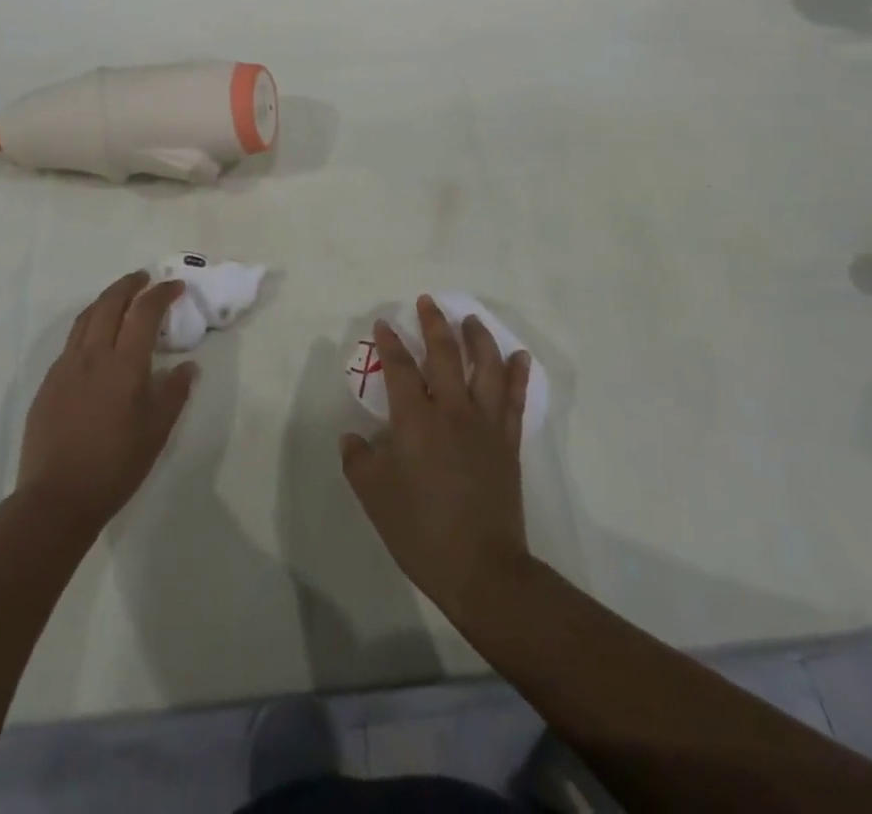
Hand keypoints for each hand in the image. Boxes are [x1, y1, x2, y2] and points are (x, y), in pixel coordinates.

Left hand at [15, 272, 196, 536]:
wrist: (56, 498)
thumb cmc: (115, 465)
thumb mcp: (157, 431)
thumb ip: (174, 392)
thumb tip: (188, 365)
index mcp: (124, 364)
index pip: (144, 312)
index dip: (162, 294)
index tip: (176, 287)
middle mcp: (92, 356)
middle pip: (110, 304)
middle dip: (129, 285)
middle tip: (145, 279)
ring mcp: (65, 367)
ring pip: (85, 318)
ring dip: (106, 300)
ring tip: (120, 297)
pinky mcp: (49, 383)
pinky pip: (71, 341)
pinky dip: (88, 325)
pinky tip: (95, 339)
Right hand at [340, 296, 532, 621]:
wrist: (480, 568)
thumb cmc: (420, 530)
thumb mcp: (374, 496)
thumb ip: (359, 459)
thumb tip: (353, 436)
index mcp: (415, 419)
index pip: (400, 367)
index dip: (390, 342)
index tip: (385, 323)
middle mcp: (451, 409)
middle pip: (444, 354)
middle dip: (434, 324)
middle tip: (428, 302)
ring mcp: (485, 423)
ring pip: (485, 367)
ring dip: (478, 338)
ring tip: (471, 320)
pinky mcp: (508, 441)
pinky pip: (515, 398)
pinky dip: (517, 373)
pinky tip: (519, 356)